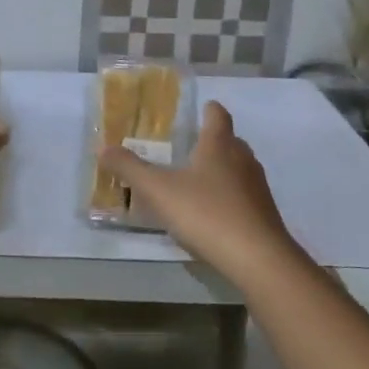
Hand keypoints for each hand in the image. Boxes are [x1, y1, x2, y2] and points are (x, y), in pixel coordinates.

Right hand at [98, 100, 306, 285]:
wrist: (258, 259)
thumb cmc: (206, 213)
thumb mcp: (158, 191)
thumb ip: (130, 168)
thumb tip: (103, 149)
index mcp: (219, 145)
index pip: (218, 115)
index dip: (209, 110)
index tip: (200, 109)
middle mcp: (243, 159)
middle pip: (230, 141)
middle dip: (213, 141)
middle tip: (189, 147)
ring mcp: (258, 188)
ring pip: (239, 169)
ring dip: (221, 170)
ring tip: (196, 181)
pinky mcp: (264, 214)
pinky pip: (244, 196)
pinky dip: (229, 197)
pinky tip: (212, 214)